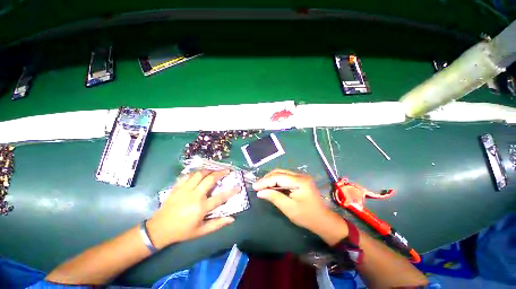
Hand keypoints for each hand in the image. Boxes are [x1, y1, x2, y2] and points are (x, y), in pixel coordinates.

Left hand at [146, 170, 240, 248]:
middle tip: (227, 171)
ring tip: (214, 170)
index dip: (231, 191)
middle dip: (220, 173)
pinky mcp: (177, 187)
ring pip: (199, 174)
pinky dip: (195, 173)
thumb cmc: (182, 231)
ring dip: (209, 170)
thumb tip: (232, 219)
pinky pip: (188, 175)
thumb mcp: (201, 231)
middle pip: (210, 179)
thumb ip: (217, 224)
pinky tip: (200, 174)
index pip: (220, 197)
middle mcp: (194, 195)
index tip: (239, 186)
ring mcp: (184, 190)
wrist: (159, 229)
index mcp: (201, 207)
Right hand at [253, 169, 347, 245]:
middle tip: (257, 186)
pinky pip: (285, 177)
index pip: (278, 177)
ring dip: (271, 179)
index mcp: (299, 181)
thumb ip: (274, 197)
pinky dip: (276, 181)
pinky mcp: (300, 180)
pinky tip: (271, 186)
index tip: (254, 187)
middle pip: (279, 172)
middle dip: (267, 179)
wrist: (323, 220)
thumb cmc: (307, 216)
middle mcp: (300, 175)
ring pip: (281, 173)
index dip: (265, 181)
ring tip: (262, 186)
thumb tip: (260, 192)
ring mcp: (301, 177)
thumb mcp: (289, 208)